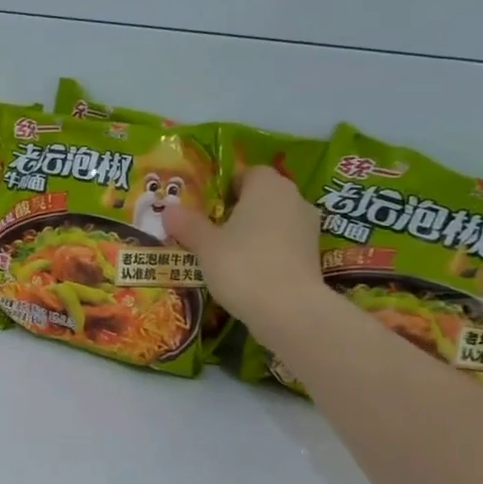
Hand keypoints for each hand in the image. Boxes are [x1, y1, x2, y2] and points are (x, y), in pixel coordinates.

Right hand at [166, 167, 326, 341]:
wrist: (289, 310)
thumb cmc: (242, 265)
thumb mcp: (205, 245)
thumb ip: (188, 225)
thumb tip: (169, 210)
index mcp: (268, 186)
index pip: (247, 172)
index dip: (225, 186)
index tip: (205, 206)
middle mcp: (294, 199)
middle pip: (262, 197)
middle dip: (237, 210)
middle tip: (209, 230)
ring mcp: (308, 228)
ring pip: (274, 221)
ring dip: (253, 232)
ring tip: (225, 254)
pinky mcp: (313, 256)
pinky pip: (283, 244)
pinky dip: (267, 252)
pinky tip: (246, 272)